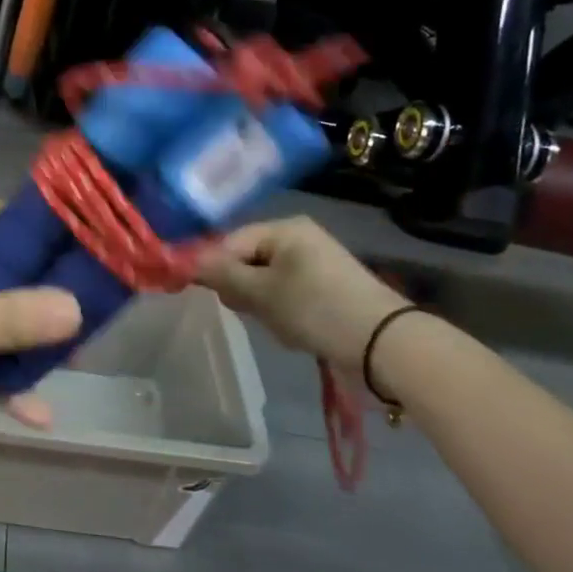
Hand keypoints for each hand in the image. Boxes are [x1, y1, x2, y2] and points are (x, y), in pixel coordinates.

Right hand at [195, 216, 406, 368]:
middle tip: (253, 313)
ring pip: (265, 280)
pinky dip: (283, 310)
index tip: (217, 298)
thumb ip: (222, 274)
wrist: (385, 343)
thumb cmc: (315, 308)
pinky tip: (295, 329)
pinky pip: (287, 292)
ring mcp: (316, 261)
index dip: (215, 269)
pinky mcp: (327, 285)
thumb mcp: (261, 292)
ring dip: (263, 304)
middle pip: (247, 259)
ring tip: (279, 325)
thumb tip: (187, 261)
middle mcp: (299, 237)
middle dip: (243, 289)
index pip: (229, 242)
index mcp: (283, 228)